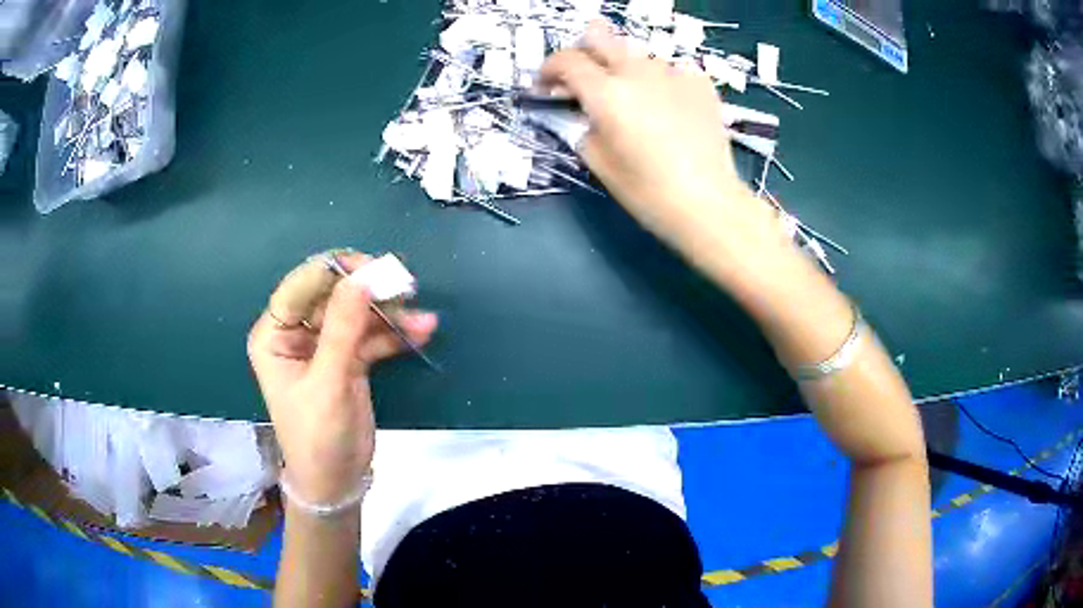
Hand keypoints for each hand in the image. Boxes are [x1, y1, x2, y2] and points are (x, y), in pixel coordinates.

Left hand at [248, 251, 437, 503]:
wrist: (336, 482)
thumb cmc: (318, 438)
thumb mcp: (328, 383)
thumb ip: (343, 328)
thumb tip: (362, 277)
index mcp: (275, 334)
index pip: (303, 285)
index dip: (338, 271)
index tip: (376, 271)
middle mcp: (296, 332)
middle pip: (333, 293)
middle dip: (370, 291)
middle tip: (406, 289)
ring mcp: (324, 344)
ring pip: (357, 313)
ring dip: (389, 313)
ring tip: (422, 319)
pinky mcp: (347, 358)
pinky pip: (371, 335)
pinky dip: (394, 334)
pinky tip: (422, 332)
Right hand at [540, 22, 781, 263]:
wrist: (708, 203)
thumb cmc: (647, 191)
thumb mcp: (598, 162)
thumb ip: (580, 127)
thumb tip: (578, 112)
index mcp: (605, 92)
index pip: (566, 60)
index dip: (548, 69)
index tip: (545, 86)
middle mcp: (637, 71)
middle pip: (601, 38)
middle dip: (584, 51)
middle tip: (584, 78)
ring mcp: (672, 72)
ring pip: (637, 55)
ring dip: (624, 68)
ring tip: (632, 97)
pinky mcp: (700, 82)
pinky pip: (670, 69)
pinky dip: (660, 80)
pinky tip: (666, 104)